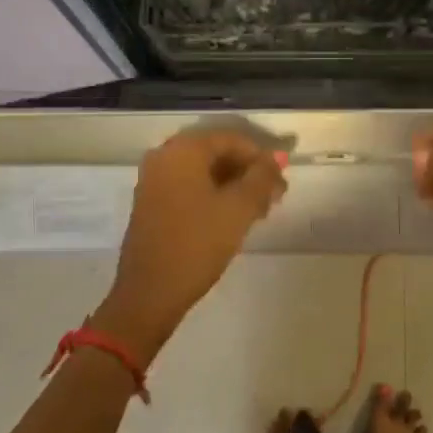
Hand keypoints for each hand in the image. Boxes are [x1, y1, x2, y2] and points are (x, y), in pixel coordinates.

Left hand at [97, 129, 286, 357]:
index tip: (282, 180)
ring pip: (204, 173)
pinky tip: (234, 217)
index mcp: (182, 151)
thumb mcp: (239, 209)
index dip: (261, 157)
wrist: (150, 293)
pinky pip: (189, 188)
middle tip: (275, 197)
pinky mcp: (152, 204)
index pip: (231, 139)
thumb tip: (277, 158)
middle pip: (216, 154)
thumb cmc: (197, 243)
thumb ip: (262, 178)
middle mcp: (164, 157)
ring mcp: (154, 181)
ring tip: (261, 211)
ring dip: (234, 186)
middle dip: (249, 172)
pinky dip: (214, 196)